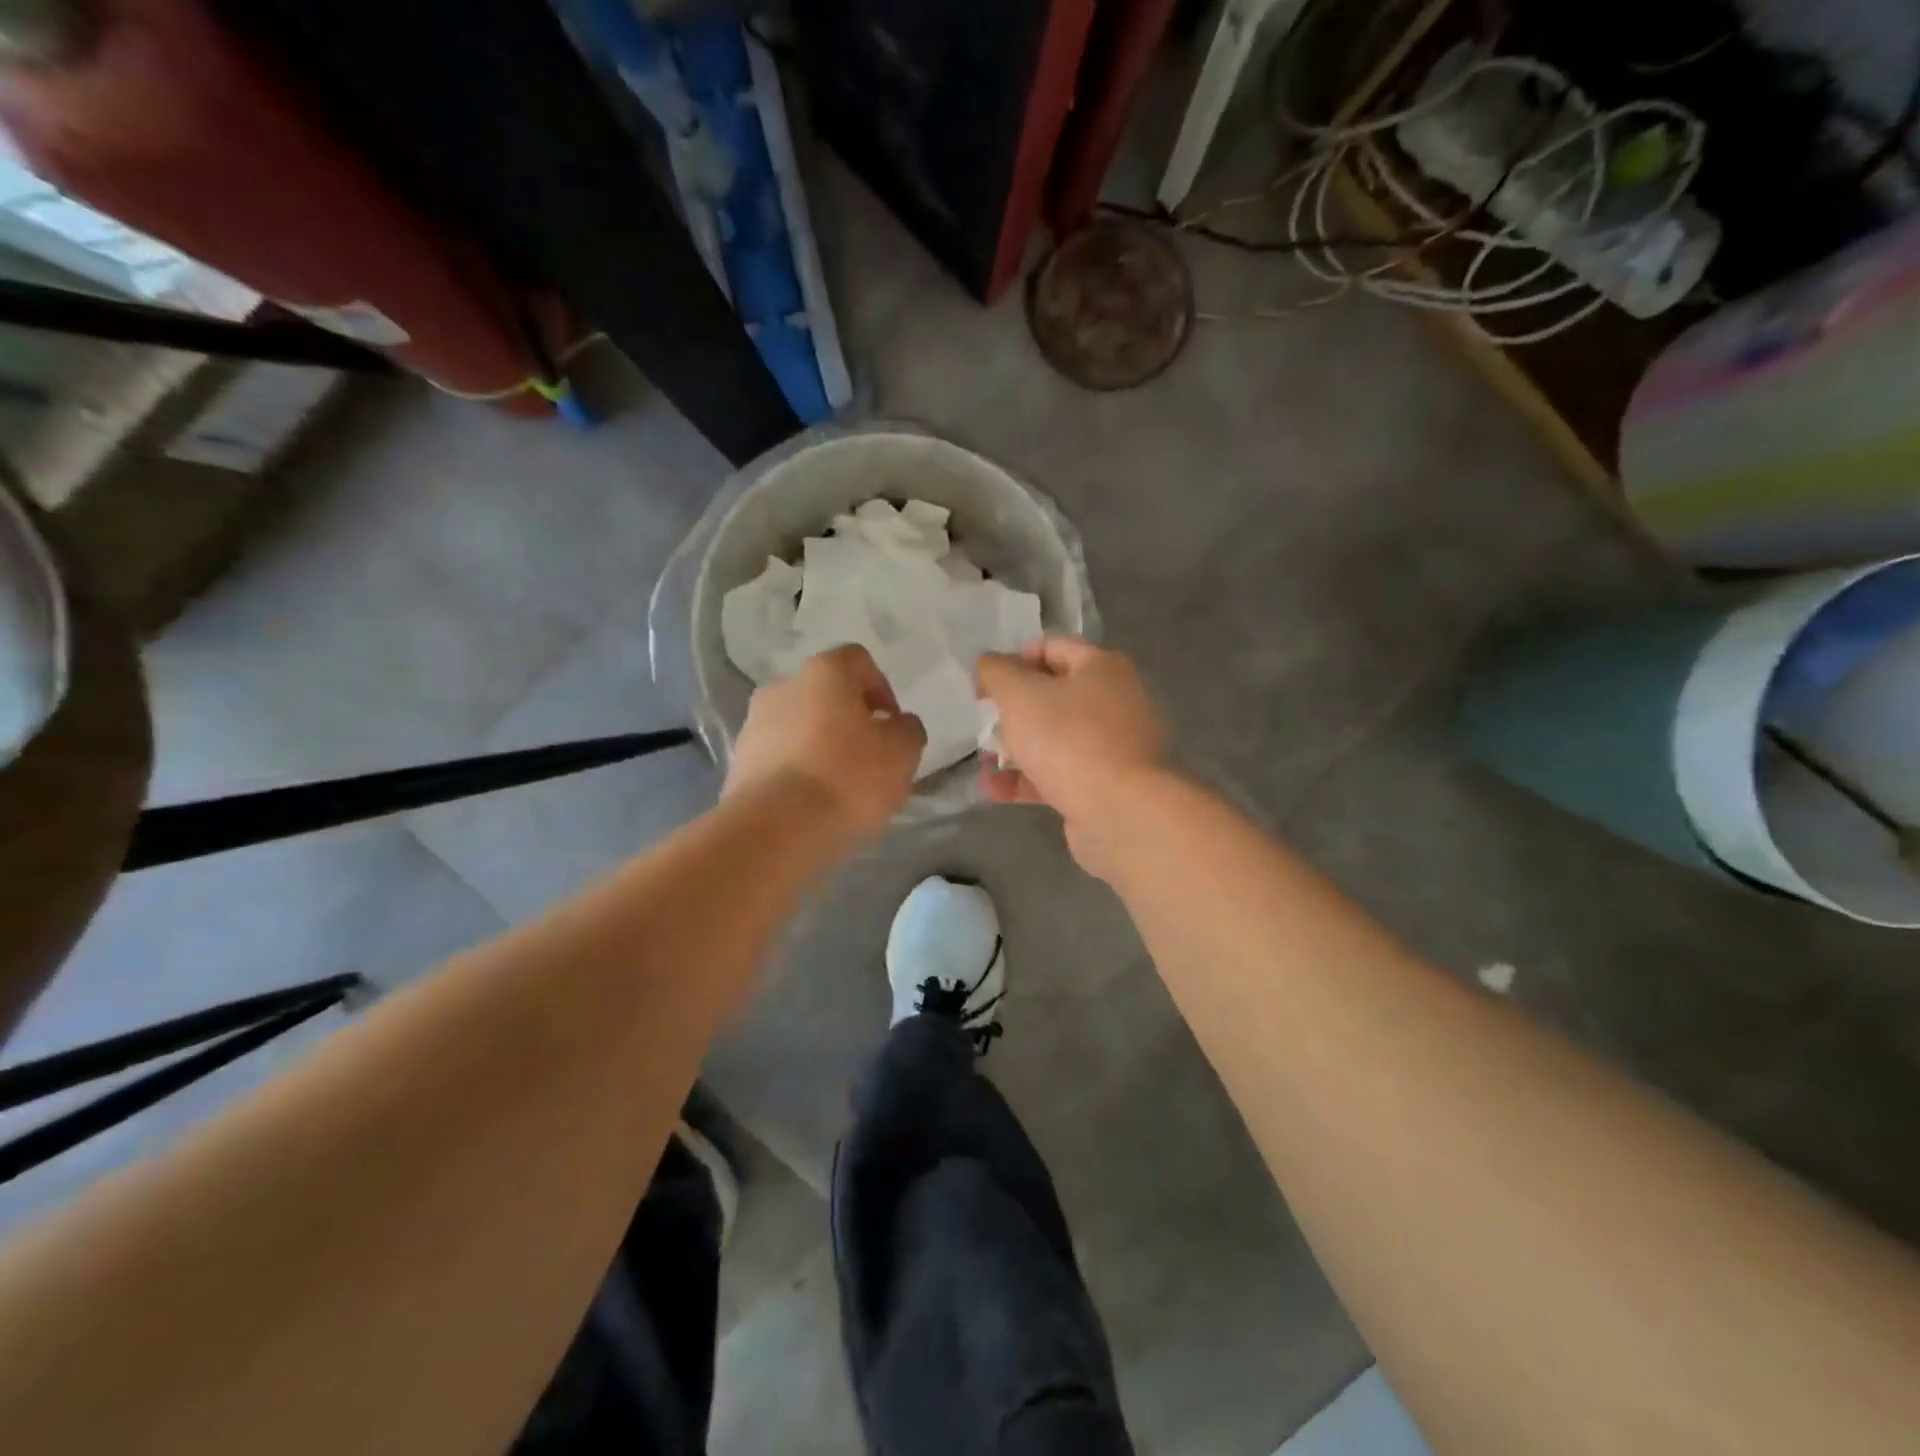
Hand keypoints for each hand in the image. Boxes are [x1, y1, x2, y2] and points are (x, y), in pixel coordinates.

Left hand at [726, 645, 926, 839]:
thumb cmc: (849, 778)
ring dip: (820, 744)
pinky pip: (779, 756)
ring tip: (838, 786)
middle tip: (869, 757)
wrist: (777, 829)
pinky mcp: (739, 761)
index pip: (859, 660)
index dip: (882, 689)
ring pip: (799, 725)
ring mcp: (754, 723)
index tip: (892, 726)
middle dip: (849, 719)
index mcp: (825, 672)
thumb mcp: (903, 752)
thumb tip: (898, 724)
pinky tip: (811, 802)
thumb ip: (908, 729)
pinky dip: (797, 769)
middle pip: (825, 694)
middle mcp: (784, 686)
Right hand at [975, 636, 1168, 872]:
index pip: (1051, 647)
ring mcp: (1114, 747)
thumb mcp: (1020, 695)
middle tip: (983, 725)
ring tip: (984, 763)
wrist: (1124, 813)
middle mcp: (1115, 701)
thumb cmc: (1070, 740)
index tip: (984, 685)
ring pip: (1055, 738)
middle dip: (1012, 711)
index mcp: (1102, 668)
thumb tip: (988, 663)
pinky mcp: (1107, 785)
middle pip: (1053, 695)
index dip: (1013, 660)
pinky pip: (1061, 774)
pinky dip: (1029, 780)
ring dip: (1016, 749)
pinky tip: (996, 791)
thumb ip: (998, 673)